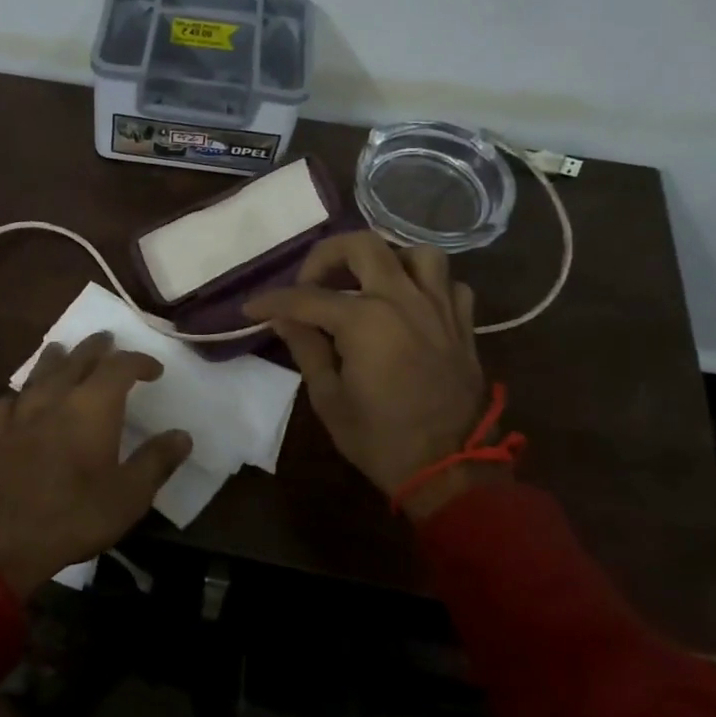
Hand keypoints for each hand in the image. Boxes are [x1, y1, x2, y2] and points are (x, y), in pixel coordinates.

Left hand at [0, 332, 192, 596]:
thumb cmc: (72, 515)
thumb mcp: (128, 496)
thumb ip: (155, 462)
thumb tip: (182, 435)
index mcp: (92, 406)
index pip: (119, 367)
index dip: (139, 362)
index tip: (154, 370)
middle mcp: (54, 398)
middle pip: (76, 359)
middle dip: (95, 348)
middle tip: (107, 340)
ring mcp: (20, 414)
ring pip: (38, 373)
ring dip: (55, 359)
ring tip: (62, 351)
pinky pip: (9, 401)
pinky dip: (20, 394)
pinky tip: (18, 399)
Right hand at [244, 234, 506, 522]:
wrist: (450, 470)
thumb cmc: (380, 439)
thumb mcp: (328, 398)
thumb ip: (306, 347)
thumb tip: (285, 319)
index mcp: (365, 319)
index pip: (306, 297)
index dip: (272, 301)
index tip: (251, 308)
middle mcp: (403, 300)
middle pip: (362, 245)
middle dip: (326, 256)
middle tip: (310, 282)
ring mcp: (439, 308)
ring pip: (418, 253)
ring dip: (387, 260)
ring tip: (367, 284)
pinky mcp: (463, 325)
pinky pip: (449, 284)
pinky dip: (426, 286)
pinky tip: (409, 306)